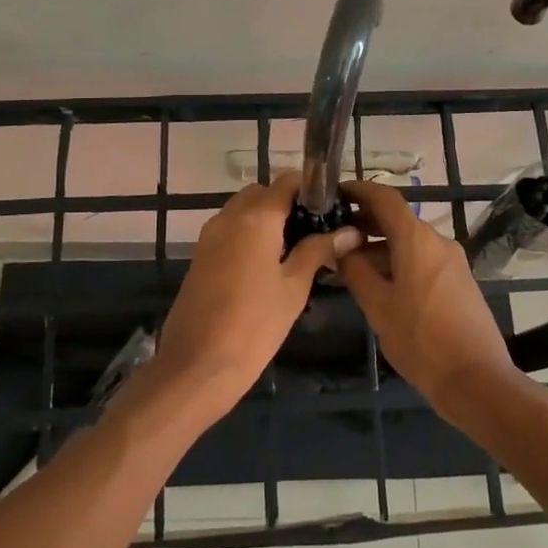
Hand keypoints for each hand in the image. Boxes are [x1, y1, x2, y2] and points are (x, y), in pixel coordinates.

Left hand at [152, 173, 362, 422]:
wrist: (197, 365)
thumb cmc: (254, 325)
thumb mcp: (294, 287)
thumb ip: (319, 251)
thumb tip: (350, 231)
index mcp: (256, 217)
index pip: (287, 181)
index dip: (311, 189)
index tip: (332, 208)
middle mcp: (229, 216)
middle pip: (262, 193)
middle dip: (288, 205)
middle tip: (314, 234)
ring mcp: (210, 235)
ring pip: (243, 211)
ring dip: (266, 220)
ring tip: (294, 253)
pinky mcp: (200, 256)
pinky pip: (229, 230)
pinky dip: (248, 236)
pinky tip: (266, 267)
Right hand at [337, 179, 522, 423]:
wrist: (477, 380)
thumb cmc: (420, 340)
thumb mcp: (378, 306)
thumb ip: (355, 270)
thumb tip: (339, 246)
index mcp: (417, 239)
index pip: (384, 197)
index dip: (359, 190)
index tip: (335, 193)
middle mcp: (437, 241)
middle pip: (397, 219)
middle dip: (365, 222)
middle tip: (334, 234)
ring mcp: (452, 261)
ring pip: (410, 242)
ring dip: (381, 246)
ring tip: (351, 265)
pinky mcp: (459, 282)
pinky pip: (423, 259)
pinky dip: (399, 262)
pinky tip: (381, 285)